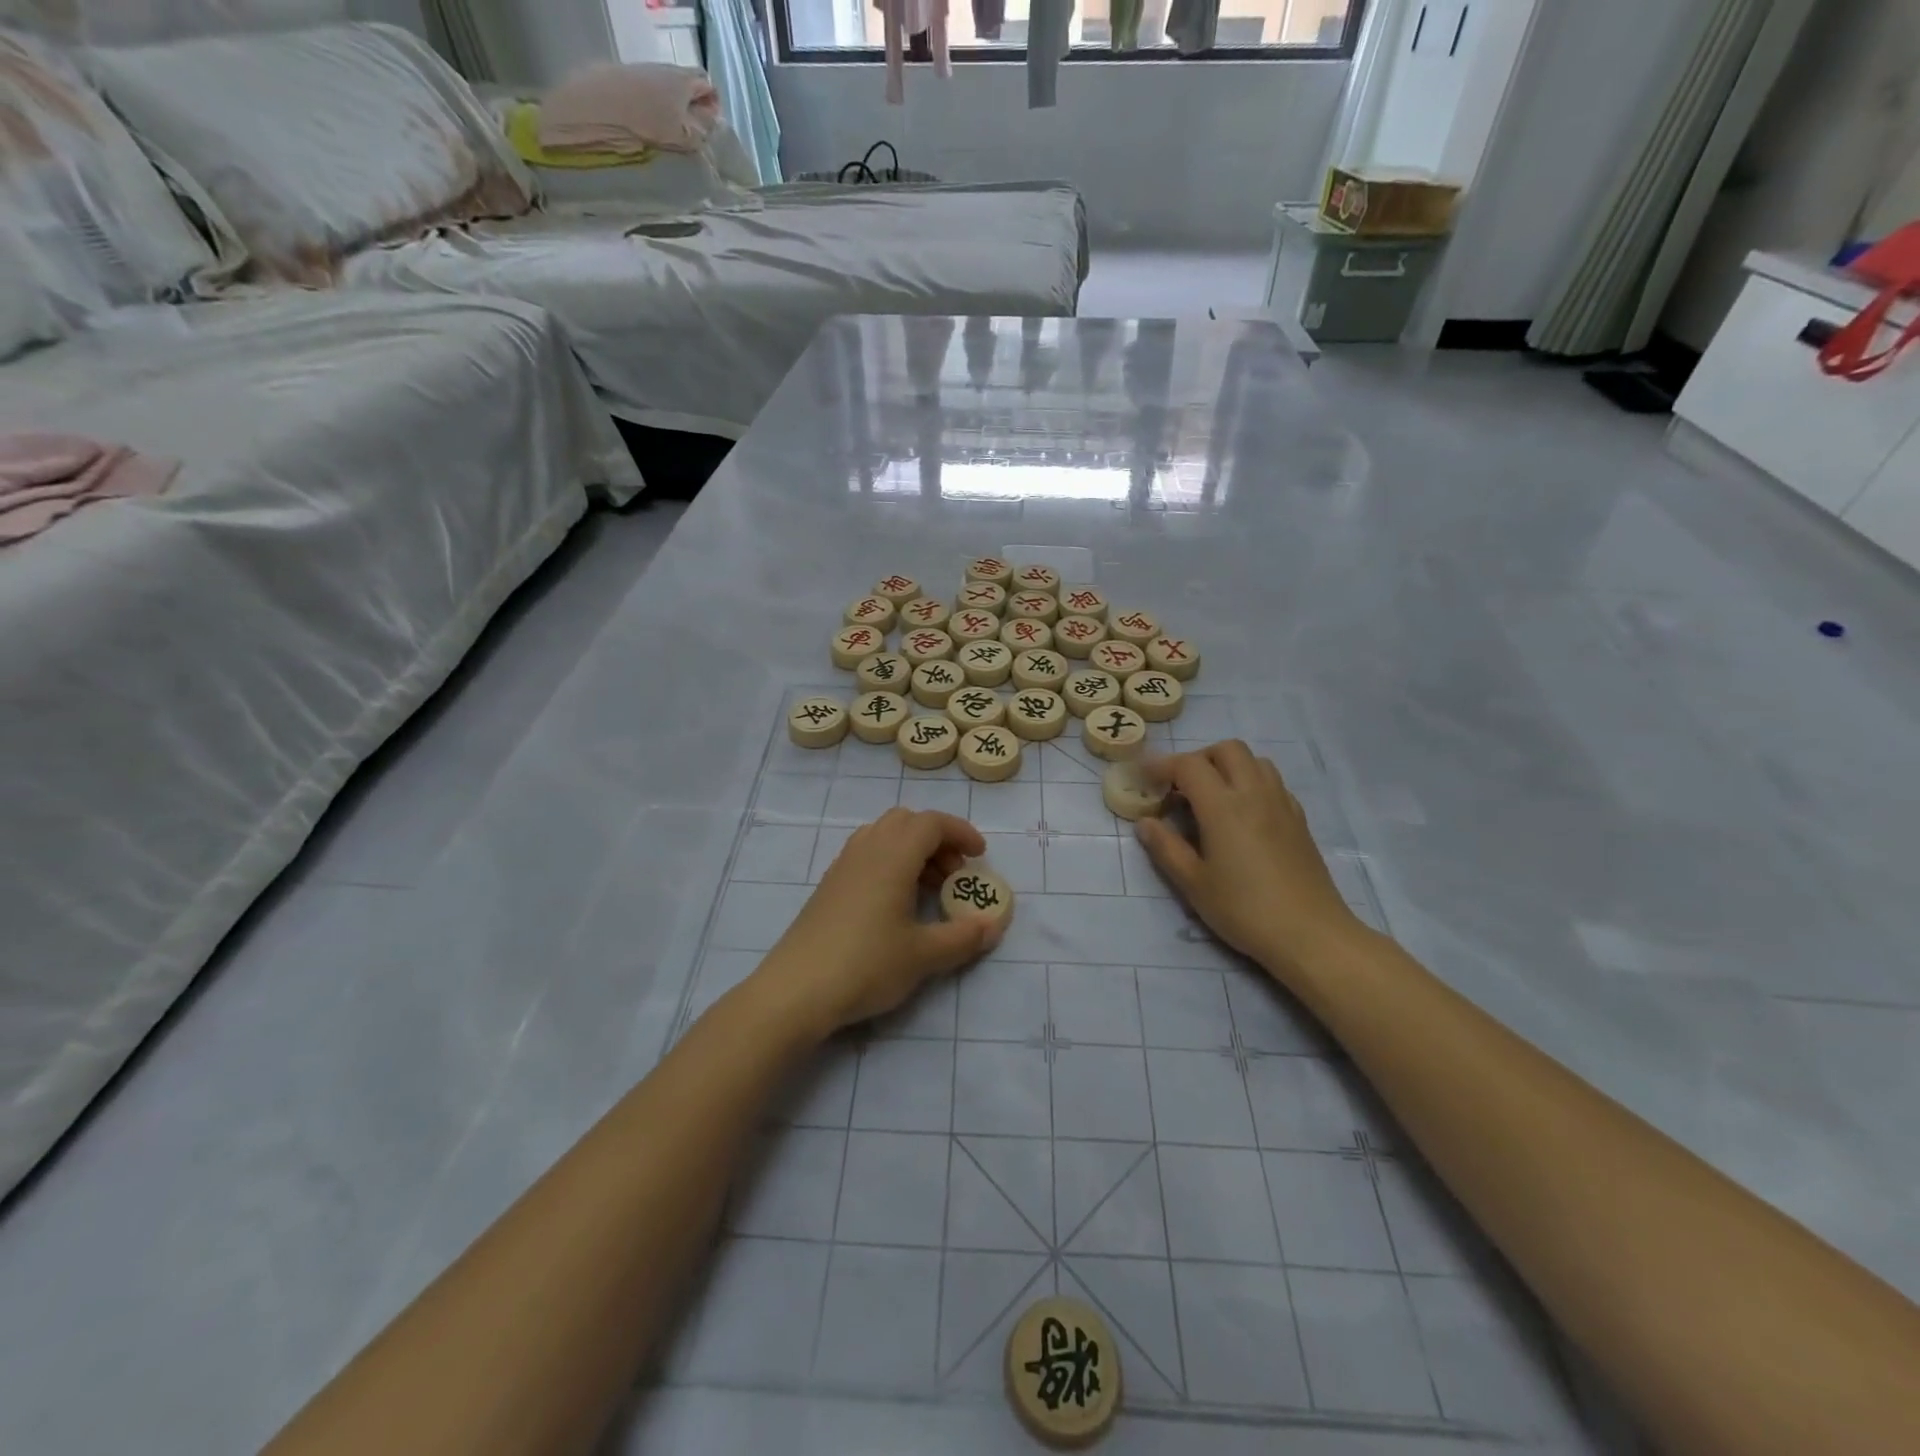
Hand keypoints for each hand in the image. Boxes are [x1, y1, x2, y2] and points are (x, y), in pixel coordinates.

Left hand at [755, 808, 1005, 1036]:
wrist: (795, 991)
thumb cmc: (865, 965)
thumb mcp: (923, 956)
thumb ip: (963, 938)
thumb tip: (993, 925)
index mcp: (892, 857)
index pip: (931, 823)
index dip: (960, 832)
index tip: (979, 856)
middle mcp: (866, 851)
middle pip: (906, 821)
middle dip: (937, 839)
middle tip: (954, 874)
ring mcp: (842, 867)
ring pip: (883, 835)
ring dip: (912, 850)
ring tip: (928, 890)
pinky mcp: (828, 887)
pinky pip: (866, 855)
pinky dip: (890, 863)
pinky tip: (895, 903)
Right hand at [1136, 741, 1363, 982]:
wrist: (1310, 934)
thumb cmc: (1244, 909)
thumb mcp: (1193, 883)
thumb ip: (1166, 848)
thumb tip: (1145, 823)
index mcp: (1223, 806)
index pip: (1189, 765)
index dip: (1161, 765)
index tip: (1143, 777)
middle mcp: (1254, 794)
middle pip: (1227, 750)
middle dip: (1198, 759)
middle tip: (1180, 787)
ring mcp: (1282, 804)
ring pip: (1255, 761)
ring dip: (1228, 767)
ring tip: (1211, 797)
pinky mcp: (1299, 820)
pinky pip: (1273, 783)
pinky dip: (1252, 783)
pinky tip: (1243, 815)